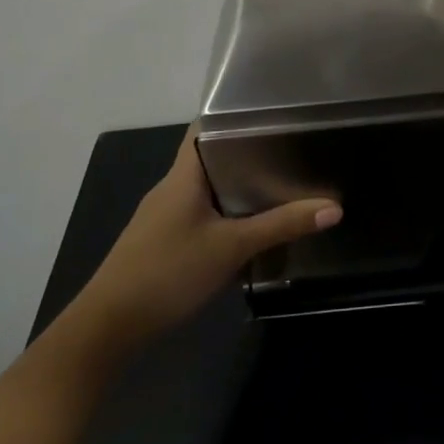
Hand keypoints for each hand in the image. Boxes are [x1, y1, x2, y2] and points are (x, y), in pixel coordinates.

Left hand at [69, 126, 340, 352]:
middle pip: (212, 158)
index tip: (274, 114)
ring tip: (283, 183)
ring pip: (208, 189)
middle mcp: (172, 189)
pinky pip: (202, 215)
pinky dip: (227, 214)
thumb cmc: (168, 272)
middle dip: (249, 154)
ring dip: (239, 187)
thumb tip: (334, 208)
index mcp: (183, 176)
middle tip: (292, 150)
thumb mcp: (231, 247)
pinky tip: (252, 228)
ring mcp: (164, 217)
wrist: (108, 328)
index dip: (234, 116)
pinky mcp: (164, 242)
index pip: (205, 128)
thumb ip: (282, 226)